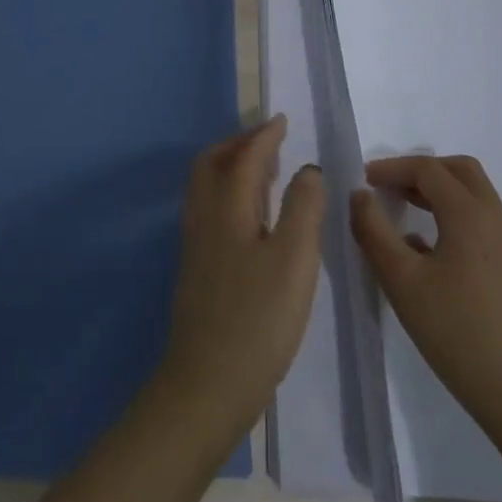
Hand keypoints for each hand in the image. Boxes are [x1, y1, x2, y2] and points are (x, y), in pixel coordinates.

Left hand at [157, 117, 324, 441]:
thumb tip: (306, 170)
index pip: (244, 157)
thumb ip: (303, 208)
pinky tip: (252, 216)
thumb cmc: (259, 318)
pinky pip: (209, 208)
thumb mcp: (295, 260)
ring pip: (207, 187)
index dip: (263, 136)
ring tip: (265, 172)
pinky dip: (229, 193)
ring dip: (232, 168)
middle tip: (270, 142)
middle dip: (239, 145)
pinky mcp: (197, 266)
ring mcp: (195, 243)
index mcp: (226, 208)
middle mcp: (203, 217)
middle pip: (212, 164)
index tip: (281, 121)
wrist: (209, 380)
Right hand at [350, 155, 501, 443]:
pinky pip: (483, 230)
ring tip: (403, 219)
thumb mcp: (402, 282)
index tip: (363, 180)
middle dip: (422, 172)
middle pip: (461, 173)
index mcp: (471, 216)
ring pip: (476, 201)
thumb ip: (374, 232)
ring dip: (438, 197)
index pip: (429, 169)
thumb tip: (360, 195)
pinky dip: (453, 223)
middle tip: (388, 189)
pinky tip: (430, 260)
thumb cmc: (461, 336)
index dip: (392, 167)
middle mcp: (498, 223)